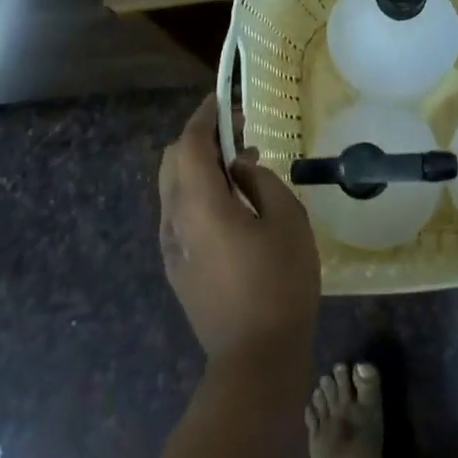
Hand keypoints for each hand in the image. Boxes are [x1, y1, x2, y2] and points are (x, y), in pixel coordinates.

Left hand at [158, 94, 320, 362]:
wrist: (256, 357)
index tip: (226, 100)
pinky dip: (198, 192)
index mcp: (199, 205)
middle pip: (172, 161)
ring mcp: (171, 247)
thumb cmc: (280, 281)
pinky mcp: (177, 267)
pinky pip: (180, 212)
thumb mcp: (287, 219)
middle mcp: (175, 220)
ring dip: (199, 166)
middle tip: (238, 133)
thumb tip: (239, 166)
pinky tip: (232, 204)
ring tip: (240, 168)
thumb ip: (260, 180)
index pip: (189, 144)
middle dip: (200, 138)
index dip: (205, 116)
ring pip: (173, 188)